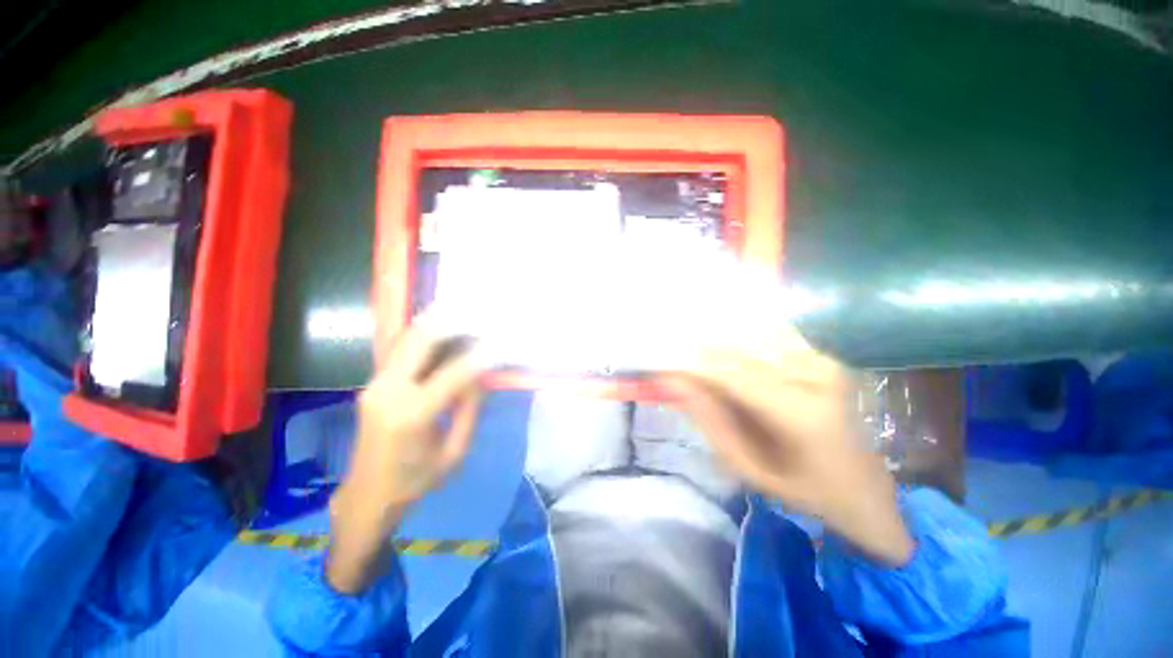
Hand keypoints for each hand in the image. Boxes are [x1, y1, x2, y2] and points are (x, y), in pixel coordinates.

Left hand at [327, 316, 485, 592]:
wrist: (367, 495)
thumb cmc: (416, 481)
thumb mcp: (455, 452)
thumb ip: (470, 410)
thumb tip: (482, 375)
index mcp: (412, 415)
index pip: (454, 373)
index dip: (482, 355)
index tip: (502, 343)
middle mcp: (388, 392)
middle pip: (420, 341)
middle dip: (452, 322)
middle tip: (479, 312)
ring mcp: (375, 384)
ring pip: (406, 339)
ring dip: (436, 322)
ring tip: (461, 309)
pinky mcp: (374, 383)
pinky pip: (401, 350)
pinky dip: (424, 335)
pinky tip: (441, 326)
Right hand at [659, 325, 913, 565]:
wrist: (868, 488)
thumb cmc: (806, 490)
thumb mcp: (748, 469)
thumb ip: (708, 421)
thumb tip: (673, 381)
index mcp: (801, 412)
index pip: (727, 373)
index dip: (685, 364)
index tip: (653, 363)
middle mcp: (814, 372)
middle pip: (735, 346)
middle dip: (692, 350)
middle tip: (663, 356)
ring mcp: (821, 357)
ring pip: (747, 334)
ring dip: (710, 339)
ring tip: (684, 349)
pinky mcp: (820, 352)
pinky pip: (765, 334)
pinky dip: (734, 339)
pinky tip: (717, 348)